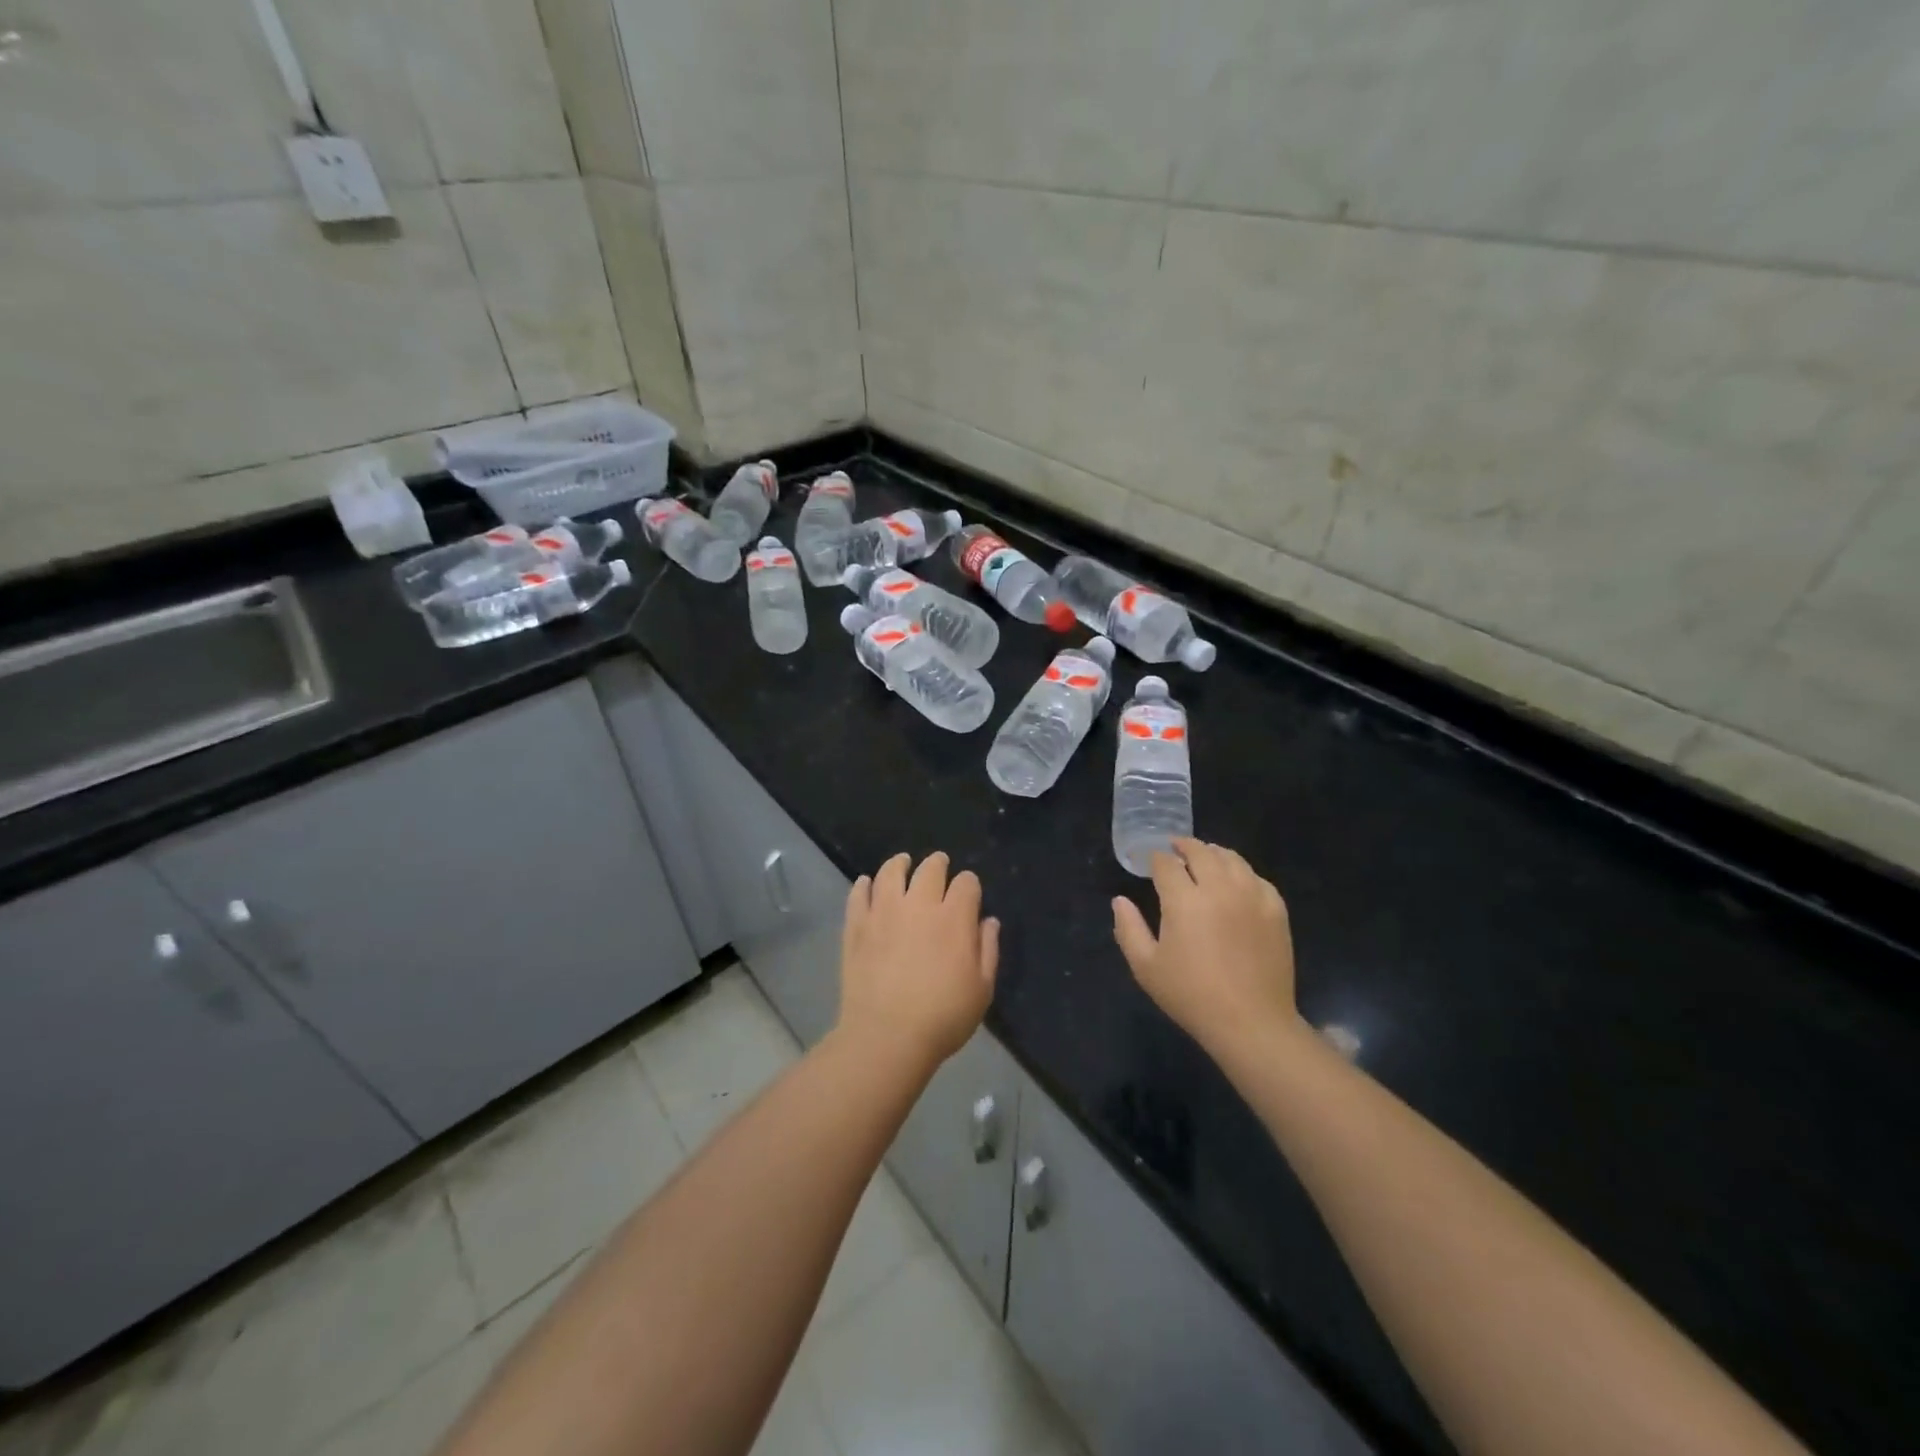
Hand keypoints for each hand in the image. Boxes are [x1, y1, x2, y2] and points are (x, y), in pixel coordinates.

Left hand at [838, 852, 998, 1070]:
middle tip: (938, 865)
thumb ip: (988, 950)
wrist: (886, 1037)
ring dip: (900, 864)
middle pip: (930, 869)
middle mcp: (919, 905)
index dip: (969, 885)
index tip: (968, 893)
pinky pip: (859, 894)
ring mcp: (884, 912)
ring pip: (891, 872)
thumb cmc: (943, 1017)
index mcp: (954, 918)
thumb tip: (988, 921)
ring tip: (902, 863)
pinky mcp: (856, 925)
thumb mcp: (982, 990)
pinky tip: (867, 884)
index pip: (966, 883)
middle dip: (938, 864)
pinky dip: (864, 885)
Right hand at [1112, 839, 1298, 1061]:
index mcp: (1184, 900)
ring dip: (1214, 853)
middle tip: (1175, 849)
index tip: (1150, 862)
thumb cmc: (1191, 996)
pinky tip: (1236, 882)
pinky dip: (1242, 873)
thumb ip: (1128, 928)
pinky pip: (1257, 878)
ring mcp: (1252, 896)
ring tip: (1205, 858)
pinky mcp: (1276, 910)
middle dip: (1184, 846)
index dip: (1155, 859)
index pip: (1166, 864)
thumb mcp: (1146, 967)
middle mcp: (1219, 888)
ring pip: (1232, 859)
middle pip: (1201, 852)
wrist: (1251, 1022)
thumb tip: (1120, 900)